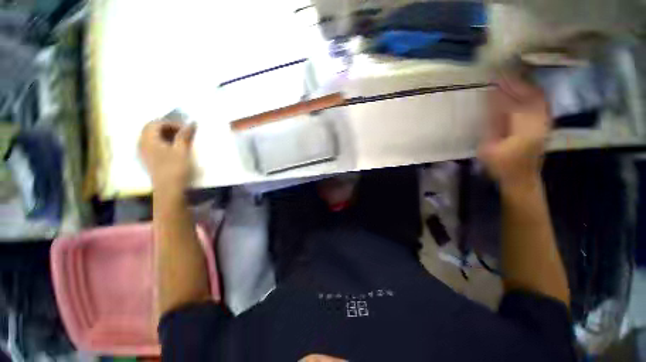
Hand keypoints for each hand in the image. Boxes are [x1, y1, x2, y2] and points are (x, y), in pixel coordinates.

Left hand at [138, 120, 195, 188]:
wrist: (169, 188)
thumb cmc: (175, 168)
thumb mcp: (182, 150)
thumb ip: (184, 135)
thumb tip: (191, 123)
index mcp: (148, 139)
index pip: (156, 123)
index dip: (171, 123)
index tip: (185, 128)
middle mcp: (142, 143)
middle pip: (151, 128)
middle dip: (167, 127)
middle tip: (182, 132)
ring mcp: (143, 152)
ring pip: (151, 136)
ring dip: (164, 134)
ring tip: (179, 139)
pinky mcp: (147, 159)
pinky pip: (151, 144)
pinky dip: (161, 141)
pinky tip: (172, 147)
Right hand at [478, 76, 550, 189]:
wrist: (522, 178)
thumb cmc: (501, 166)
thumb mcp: (488, 148)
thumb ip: (491, 125)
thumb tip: (491, 102)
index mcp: (524, 131)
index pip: (514, 104)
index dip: (503, 91)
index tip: (491, 80)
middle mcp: (540, 123)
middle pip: (530, 96)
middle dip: (515, 83)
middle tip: (500, 75)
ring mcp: (545, 123)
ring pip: (538, 97)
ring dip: (525, 86)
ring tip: (510, 78)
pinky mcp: (546, 124)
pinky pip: (542, 102)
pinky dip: (532, 93)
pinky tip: (524, 89)